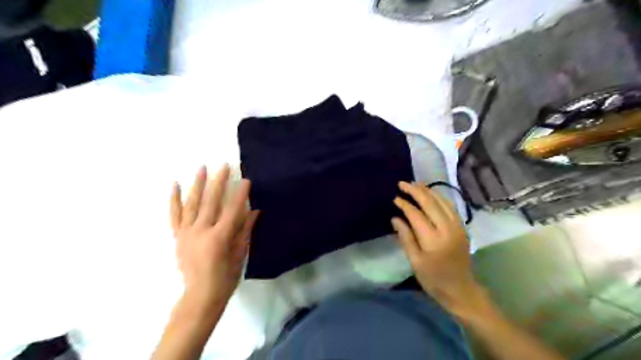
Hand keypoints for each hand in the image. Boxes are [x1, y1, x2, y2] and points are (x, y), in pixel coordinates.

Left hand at [173, 165, 259, 306]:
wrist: (200, 295)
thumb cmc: (226, 276)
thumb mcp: (240, 253)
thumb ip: (245, 230)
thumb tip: (255, 210)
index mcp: (220, 237)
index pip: (232, 210)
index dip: (240, 194)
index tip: (246, 180)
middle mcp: (201, 231)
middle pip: (211, 202)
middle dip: (219, 182)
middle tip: (224, 166)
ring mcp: (187, 233)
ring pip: (192, 204)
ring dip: (198, 184)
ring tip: (202, 167)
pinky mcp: (178, 236)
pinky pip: (174, 215)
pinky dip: (174, 199)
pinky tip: (176, 185)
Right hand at [394, 184, 482, 317]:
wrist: (461, 290)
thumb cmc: (434, 279)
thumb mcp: (415, 262)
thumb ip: (405, 238)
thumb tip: (395, 218)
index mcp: (433, 240)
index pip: (416, 214)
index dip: (404, 205)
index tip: (395, 198)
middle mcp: (447, 229)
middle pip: (430, 203)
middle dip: (415, 191)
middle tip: (402, 183)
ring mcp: (457, 226)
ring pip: (441, 201)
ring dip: (427, 190)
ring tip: (414, 184)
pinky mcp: (462, 227)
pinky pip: (450, 206)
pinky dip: (439, 197)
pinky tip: (430, 193)